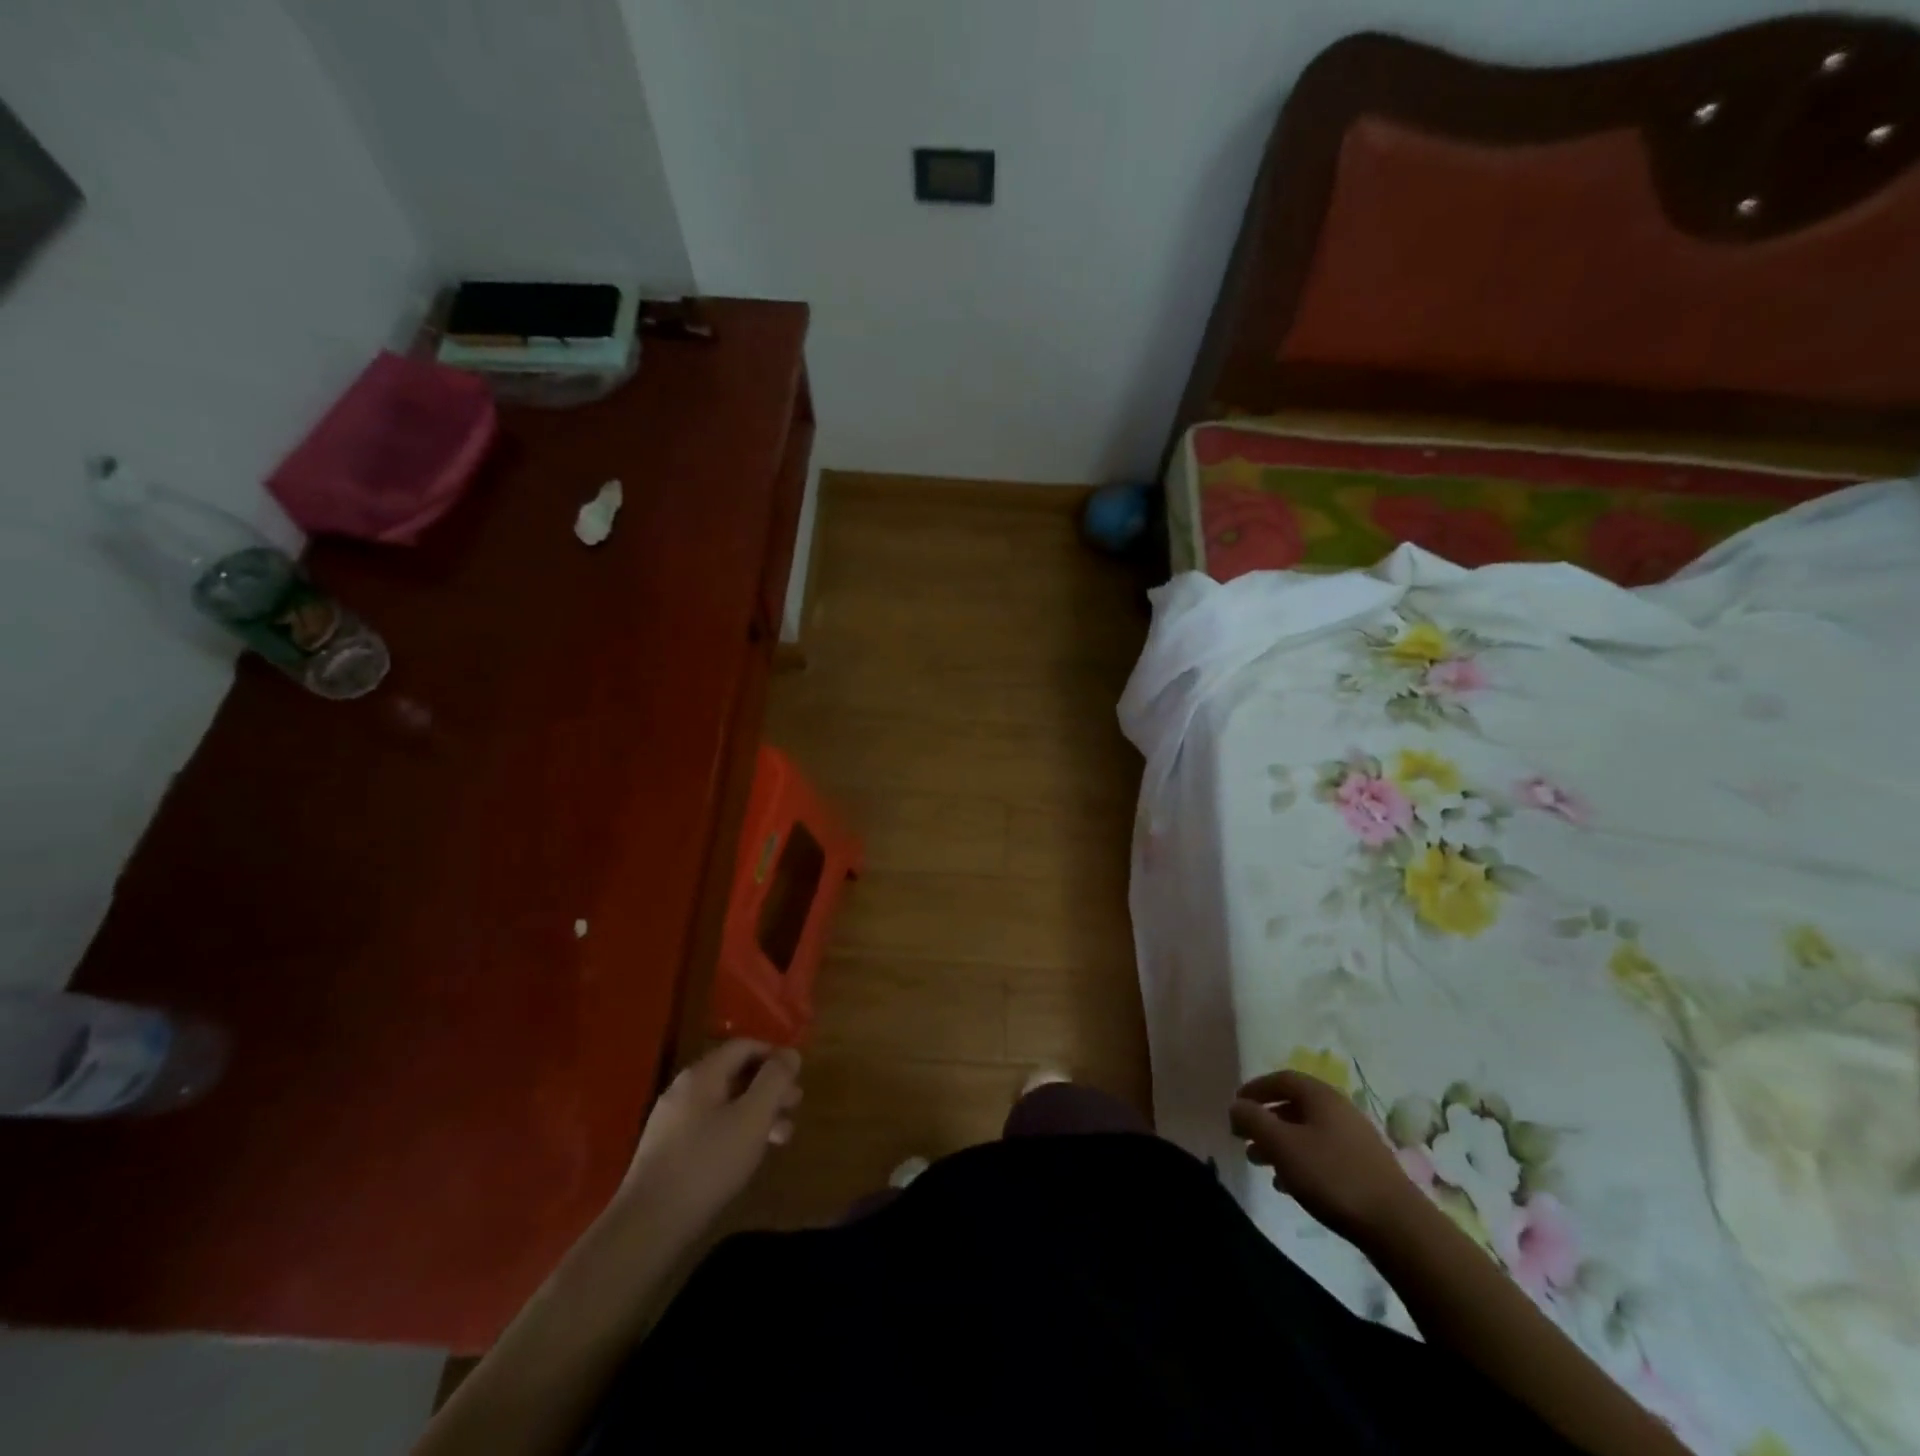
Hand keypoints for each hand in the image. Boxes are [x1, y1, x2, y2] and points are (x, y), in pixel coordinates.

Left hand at [614, 1040, 801, 1236]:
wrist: (647, 1227)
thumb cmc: (707, 1164)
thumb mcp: (752, 1117)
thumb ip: (774, 1080)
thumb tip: (791, 1053)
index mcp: (702, 1074)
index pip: (744, 1046)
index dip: (774, 1055)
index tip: (798, 1076)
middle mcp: (683, 1089)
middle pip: (735, 1074)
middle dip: (769, 1087)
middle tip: (795, 1107)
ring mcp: (672, 1122)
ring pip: (724, 1104)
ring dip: (756, 1113)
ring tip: (781, 1137)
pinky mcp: (667, 1152)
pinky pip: (709, 1127)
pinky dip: (735, 1132)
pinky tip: (747, 1156)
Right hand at [1229, 1069, 1422, 1244]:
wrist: (1398, 1226)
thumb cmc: (1332, 1176)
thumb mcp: (1282, 1145)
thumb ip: (1253, 1120)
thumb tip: (1236, 1105)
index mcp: (1321, 1096)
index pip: (1281, 1079)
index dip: (1255, 1089)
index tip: (1235, 1106)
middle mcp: (1339, 1110)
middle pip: (1294, 1106)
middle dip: (1265, 1120)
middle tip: (1243, 1139)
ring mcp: (1355, 1139)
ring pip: (1307, 1132)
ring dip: (1280, 1143)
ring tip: (1260, 1164)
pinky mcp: (1365, 1168)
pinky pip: (1322, 1154)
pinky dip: (1300, 1161)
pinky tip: (1289, 1185)